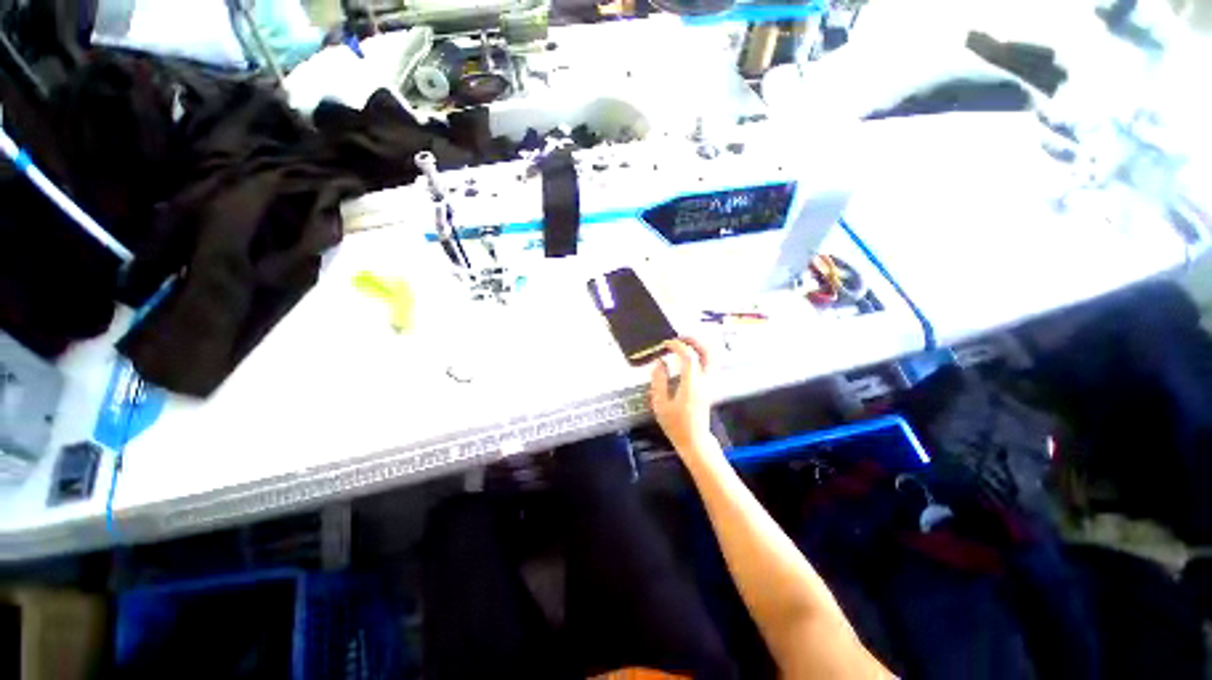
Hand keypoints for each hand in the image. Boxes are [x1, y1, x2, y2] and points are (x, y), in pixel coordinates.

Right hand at [650, 338, 715, 455]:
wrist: (695, 441)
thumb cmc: (676, 425)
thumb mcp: (660, 404)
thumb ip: (658, 381)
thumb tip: (660, 362)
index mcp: (691, 385)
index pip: (689, 356)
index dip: (678, 346)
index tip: (666, 344)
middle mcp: (704, 381)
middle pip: (708, 352)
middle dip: (694, 340)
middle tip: (679, 337)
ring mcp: (710, 383)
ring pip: (712, 357)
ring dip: (699, 346)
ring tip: (684, 344)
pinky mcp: (710, 386)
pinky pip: (710, 363)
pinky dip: (701, 354)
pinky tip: (688, 356)